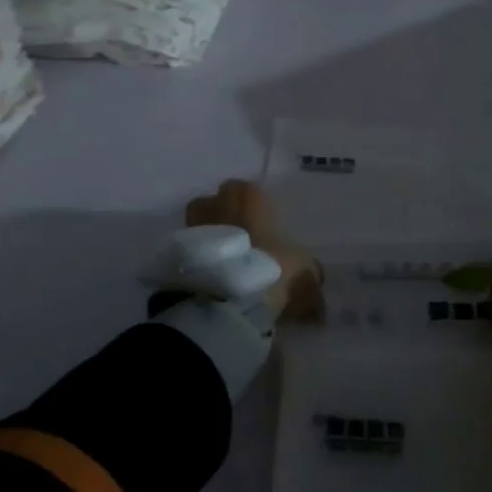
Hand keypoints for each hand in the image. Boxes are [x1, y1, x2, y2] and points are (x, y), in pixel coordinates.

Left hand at [185, 180, 321, 321]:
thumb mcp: (306, 273)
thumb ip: (310, 276)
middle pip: (214, 203)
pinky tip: (213, 285)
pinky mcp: (174, 259)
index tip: (265, 228)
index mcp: (247, 199)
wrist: (224, 302)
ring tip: (225, 266)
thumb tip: (316, 292)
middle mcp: (215, 206)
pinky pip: (189, 256)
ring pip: (198, 228)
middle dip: (225, 218)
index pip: (247, 189)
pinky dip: (199, 266)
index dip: (255, 207)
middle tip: (242, 245)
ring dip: (210, 242)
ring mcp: (190, 231)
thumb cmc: (271, 271)